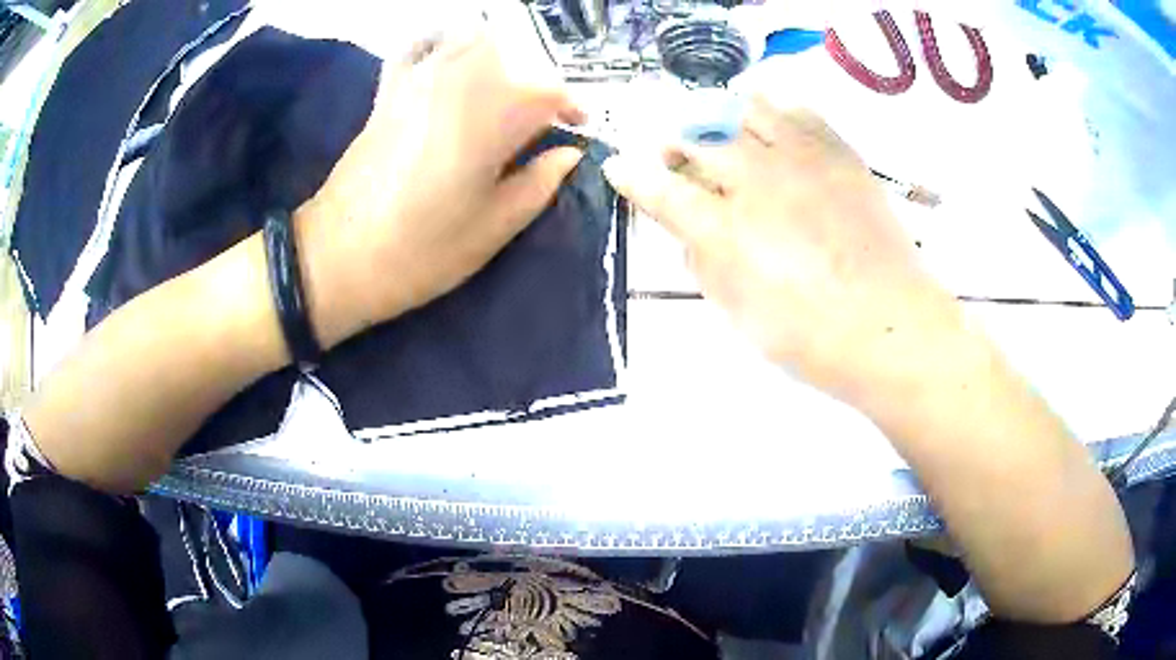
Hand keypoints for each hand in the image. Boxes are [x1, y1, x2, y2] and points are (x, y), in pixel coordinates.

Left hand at [295, 29, 586, 347]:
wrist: (337, 257)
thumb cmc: (421, 251)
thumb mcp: (494, 229)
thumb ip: (539, 184)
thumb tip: (569, 154)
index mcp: (493, 117)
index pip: (550, 91)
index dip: (573, 107)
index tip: (579, 127)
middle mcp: (459, 83)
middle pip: (515, 58)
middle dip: (537, 84)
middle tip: (539, 121)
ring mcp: (418, 80)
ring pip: (471, 41)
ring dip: (499, 59)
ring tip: (502, 94)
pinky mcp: (389, 91)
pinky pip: (418, 46)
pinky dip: (440, 43)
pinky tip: (448, 61)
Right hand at [602, 97, 953, 398]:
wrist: (891, 328)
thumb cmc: (812, 339)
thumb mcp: (740, 318)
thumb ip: (706, 267)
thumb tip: (692, 233)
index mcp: (724, 231)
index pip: (661, 191)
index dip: (632, 176)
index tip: (618, 167)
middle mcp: (755, 182)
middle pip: (696, 139)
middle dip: (673, 143)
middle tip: (673, 154)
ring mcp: (800, 161)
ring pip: (743, 111)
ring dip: (719, 116)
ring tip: (719, 128)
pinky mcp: (838, 154)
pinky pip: (798, 111)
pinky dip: (774, 107)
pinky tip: (769, 117)